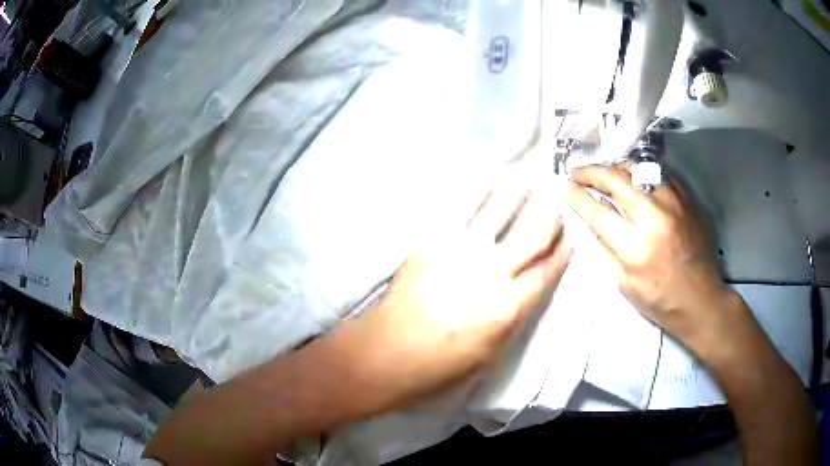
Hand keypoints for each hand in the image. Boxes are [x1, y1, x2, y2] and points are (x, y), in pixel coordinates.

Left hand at [356, 169, 571, 403]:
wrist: (389, 353)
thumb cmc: (442, 365)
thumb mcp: (492, 353)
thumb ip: (515, 317)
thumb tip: (528, 290)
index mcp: (510, 306)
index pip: (548, 270)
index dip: (563, 251)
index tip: (570, 237)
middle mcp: (493, 273)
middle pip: (533, 234)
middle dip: (550, 216)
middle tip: (557, 201)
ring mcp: (462, 252)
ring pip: (501, 212)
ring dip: (519, 192)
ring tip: (529, 178)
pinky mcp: (434, 241)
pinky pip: (462, 207)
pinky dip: (479, 188)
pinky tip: (490, 176)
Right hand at [566, 165, 733, 352]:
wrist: (701, 299)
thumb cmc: (660, 301)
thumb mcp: (624, 284)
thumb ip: (605, 249)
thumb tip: (586, 221)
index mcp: (635, 248)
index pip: (598, 211)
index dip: (578, 197)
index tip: (567, 189)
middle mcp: (654, 218)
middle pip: (616, 180)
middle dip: (591, 172)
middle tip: (578, 172)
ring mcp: (674, 203)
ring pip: (638, 169)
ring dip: (616, 168)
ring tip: (606, 173)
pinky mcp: (687, 199)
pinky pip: (659, 174)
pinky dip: (642, 173)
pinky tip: (635, 179)